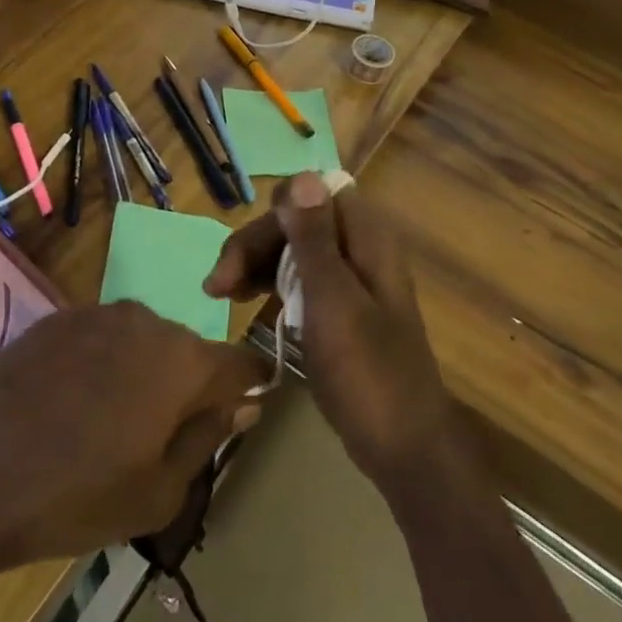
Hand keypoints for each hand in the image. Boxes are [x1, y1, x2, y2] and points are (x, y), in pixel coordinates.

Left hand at [0, 302, 263, 577]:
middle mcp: (146, 321)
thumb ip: (208, 438)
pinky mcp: (54, 319)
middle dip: (185, 388)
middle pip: (188, 352)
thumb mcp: (159, 491)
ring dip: (139, 374)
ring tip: (104, 424)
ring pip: (141, 342)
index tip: (234, 417)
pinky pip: (98, 338)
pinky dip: (98, 365)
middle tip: (154, 440)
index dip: (246, 389)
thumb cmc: (76, 495)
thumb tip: (243, 404)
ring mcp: (95, 313)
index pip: (242, 363)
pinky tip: (66, 405)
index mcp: (183, 360)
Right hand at [204, 171, 450, 491]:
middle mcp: (360, 250)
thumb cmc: (368, 373)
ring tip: (218, 296)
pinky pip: (299, 280)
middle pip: (298, 222)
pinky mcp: (340, 309)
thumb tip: (303, 173)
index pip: (314, 194)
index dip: (275, 213)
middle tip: (216, 286)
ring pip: (293, 250)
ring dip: (255, 264)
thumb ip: (315, 239)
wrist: (405, 447)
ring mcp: (350, 281)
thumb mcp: (333, 301)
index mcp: (367, 240)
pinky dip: (269, 285)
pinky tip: (244, 302)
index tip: (245, 252)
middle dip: (255, 244)